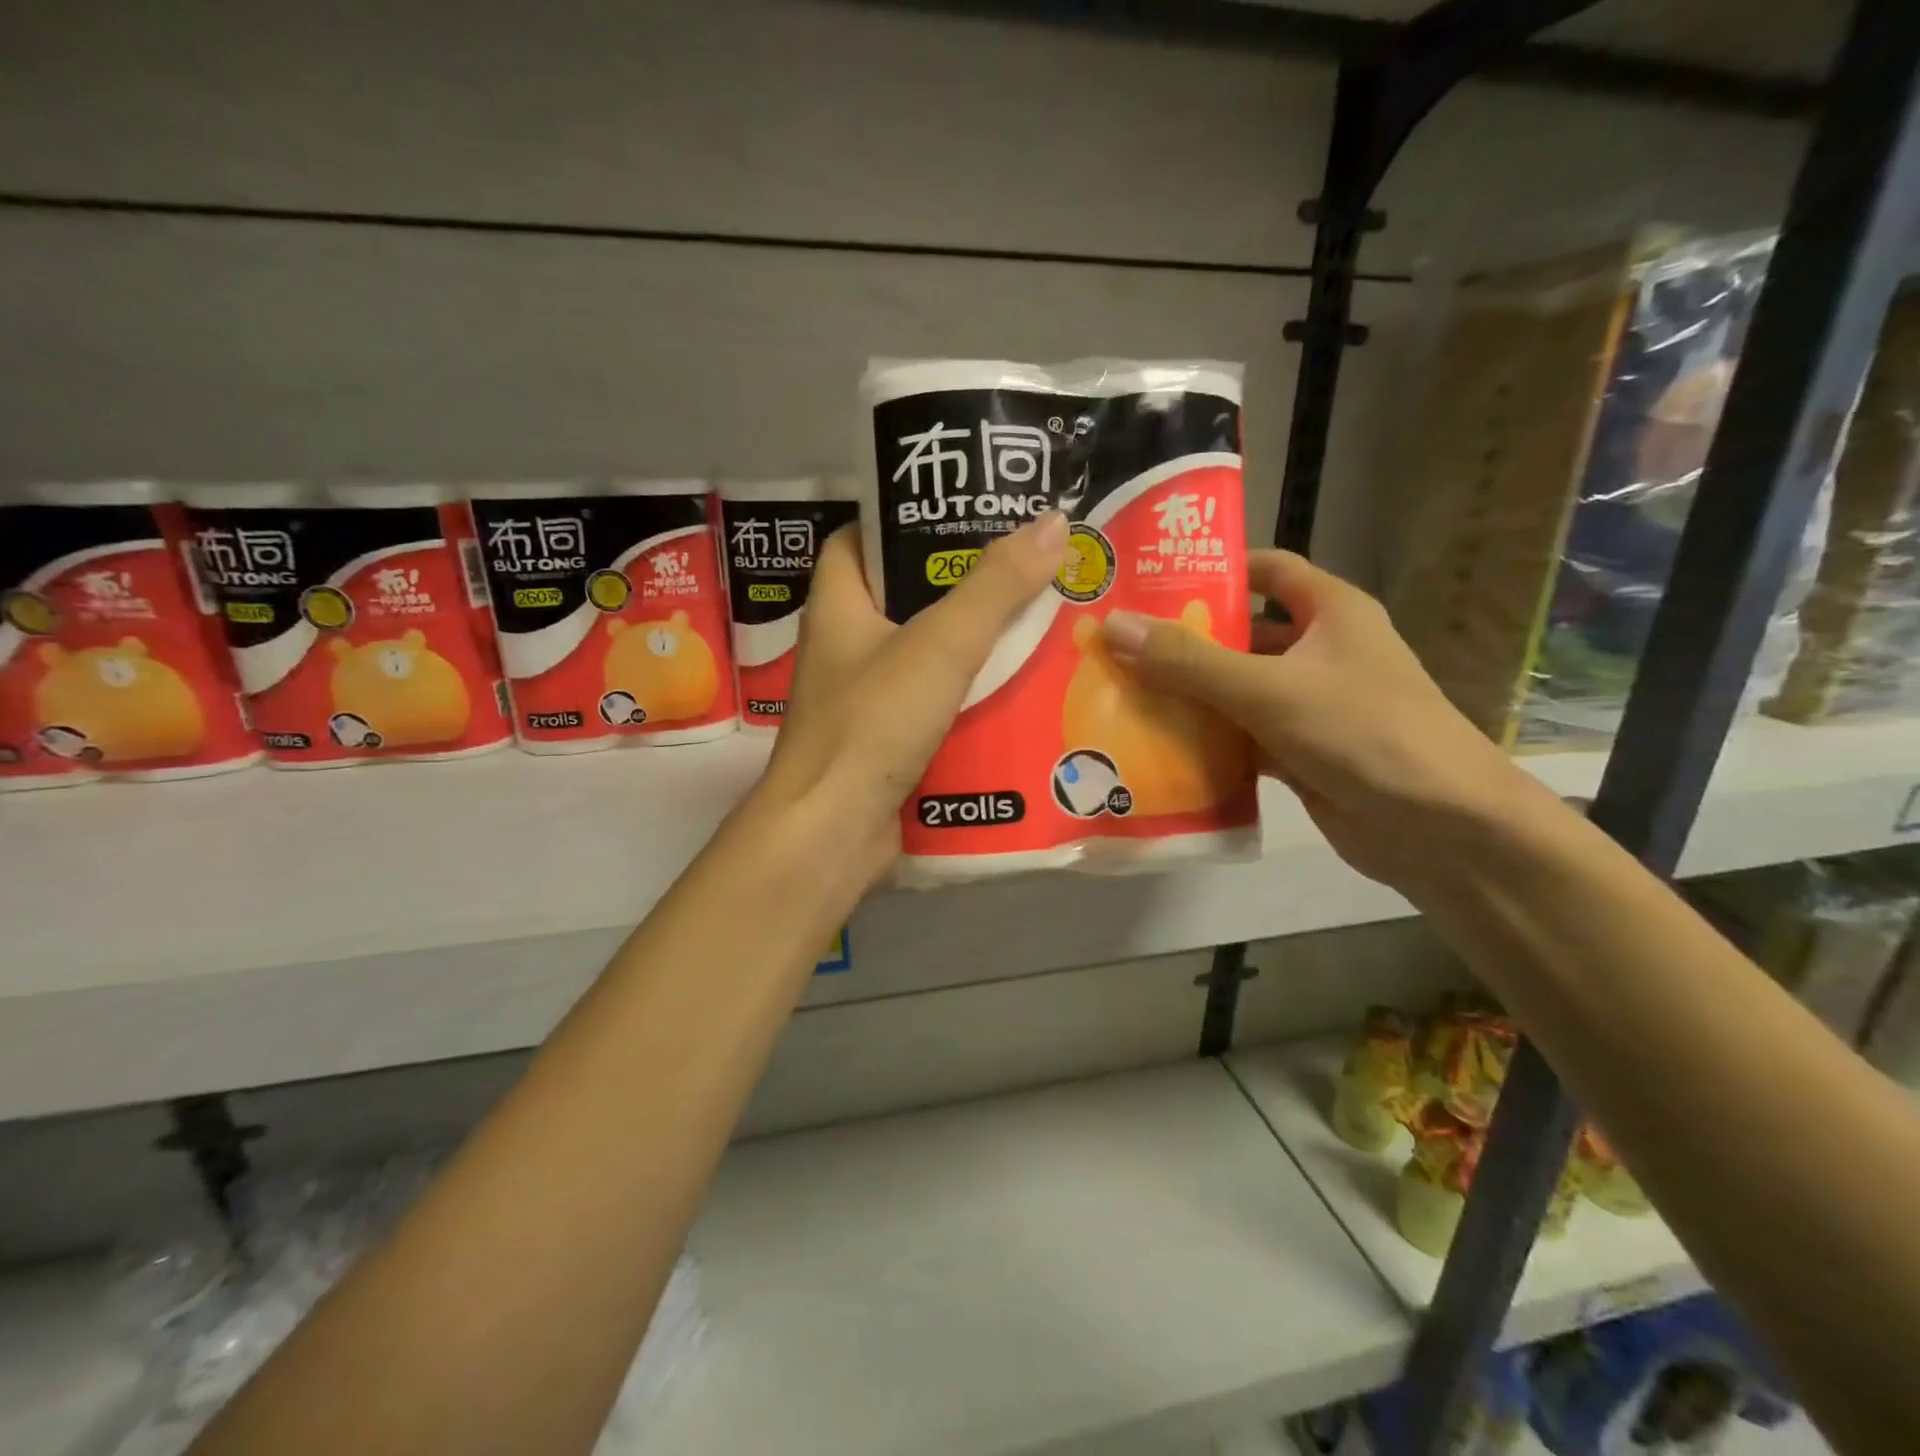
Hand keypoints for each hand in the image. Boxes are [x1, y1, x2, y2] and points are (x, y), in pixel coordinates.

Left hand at [757, 512, 1072, 889]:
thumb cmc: (873, 722)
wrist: (833, 833)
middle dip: (961, 585)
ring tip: (1041, 620)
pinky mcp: (889, 743)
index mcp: (838, 607)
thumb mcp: (940, 644)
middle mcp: (846, 648)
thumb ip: (996, 587)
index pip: (859, 541)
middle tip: (1026, 566)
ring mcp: (866, 700)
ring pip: (927, 656)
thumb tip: (1054, 521)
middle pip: (905, 599)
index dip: (903, 520)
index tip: (962, 512)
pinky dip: (972, 695)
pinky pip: (937, 704)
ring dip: (976, 644)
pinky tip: (1022, 689)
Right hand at [1100, 550, 1553, 891]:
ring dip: (1187, 693)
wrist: (1441, 829)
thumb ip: (1190, 661)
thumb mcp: (1270, 689)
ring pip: (1235, 689)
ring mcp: (1308, 705)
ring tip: (1119, 691)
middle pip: (1241, 633)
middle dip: (1184, 640)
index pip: (1267, 569)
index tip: (1151, 578)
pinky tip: (1154, 744)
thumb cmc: (1364, 733)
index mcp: (1330, 612)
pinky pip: (1240, 735)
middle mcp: (1319, 651)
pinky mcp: (1298, 752)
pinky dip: (1204, 739)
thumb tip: (1113, 625)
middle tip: (1115, 642)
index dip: (1214, 569)